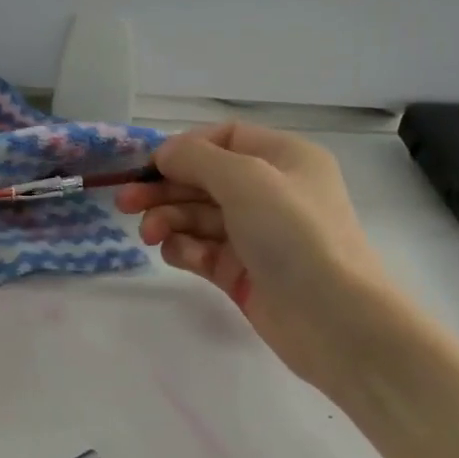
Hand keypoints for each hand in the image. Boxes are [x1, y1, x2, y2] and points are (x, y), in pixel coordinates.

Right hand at [116, 123, 386, 390]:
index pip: (224, 139)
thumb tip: (165, 152)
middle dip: (165, 188)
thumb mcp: (247, 180)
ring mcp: (255, 235)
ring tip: (150, 234)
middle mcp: (271, 192)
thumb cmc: (295, 234)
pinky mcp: (242, 272)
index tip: (149, 167)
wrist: (333, 319)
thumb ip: (197, 159)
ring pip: (198, 217)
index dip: (185, 149)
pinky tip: (178, 254)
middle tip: (125, 204)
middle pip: (204, 180)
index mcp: (284, 158)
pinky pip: (202, 250)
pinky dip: (185, 249)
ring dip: (169, 220)